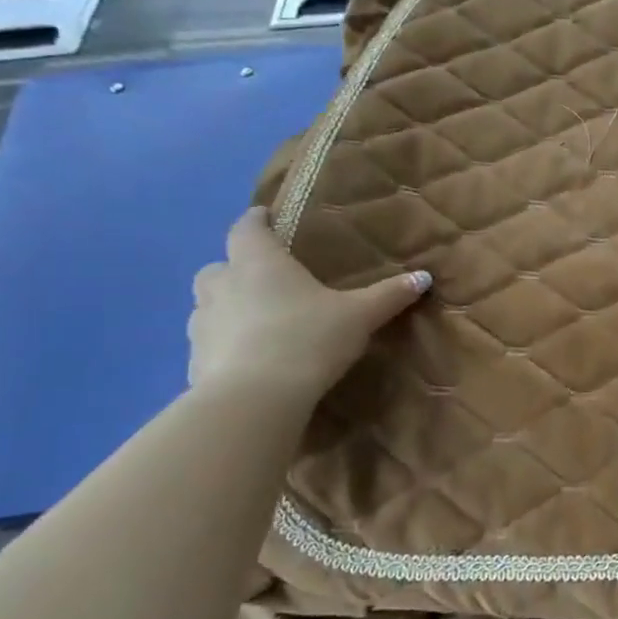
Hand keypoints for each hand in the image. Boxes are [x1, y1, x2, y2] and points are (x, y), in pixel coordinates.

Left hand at [187, 208, 430, 402]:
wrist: (253, 401)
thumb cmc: (307, 339)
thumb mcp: (359, 316)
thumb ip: (389, 295)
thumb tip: (424, 277)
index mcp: (258, 263)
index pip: (247, 227)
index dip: (257, 220)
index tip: (267, 217)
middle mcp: (223, 285)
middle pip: (220, 265)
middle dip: (239, 267)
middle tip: (269, 278)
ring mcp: (202, 324)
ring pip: (210, 304)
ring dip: (230, 306)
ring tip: (261, 321)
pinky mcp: (194, 360)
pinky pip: (210, 341)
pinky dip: (227, 343)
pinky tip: (252, 359)